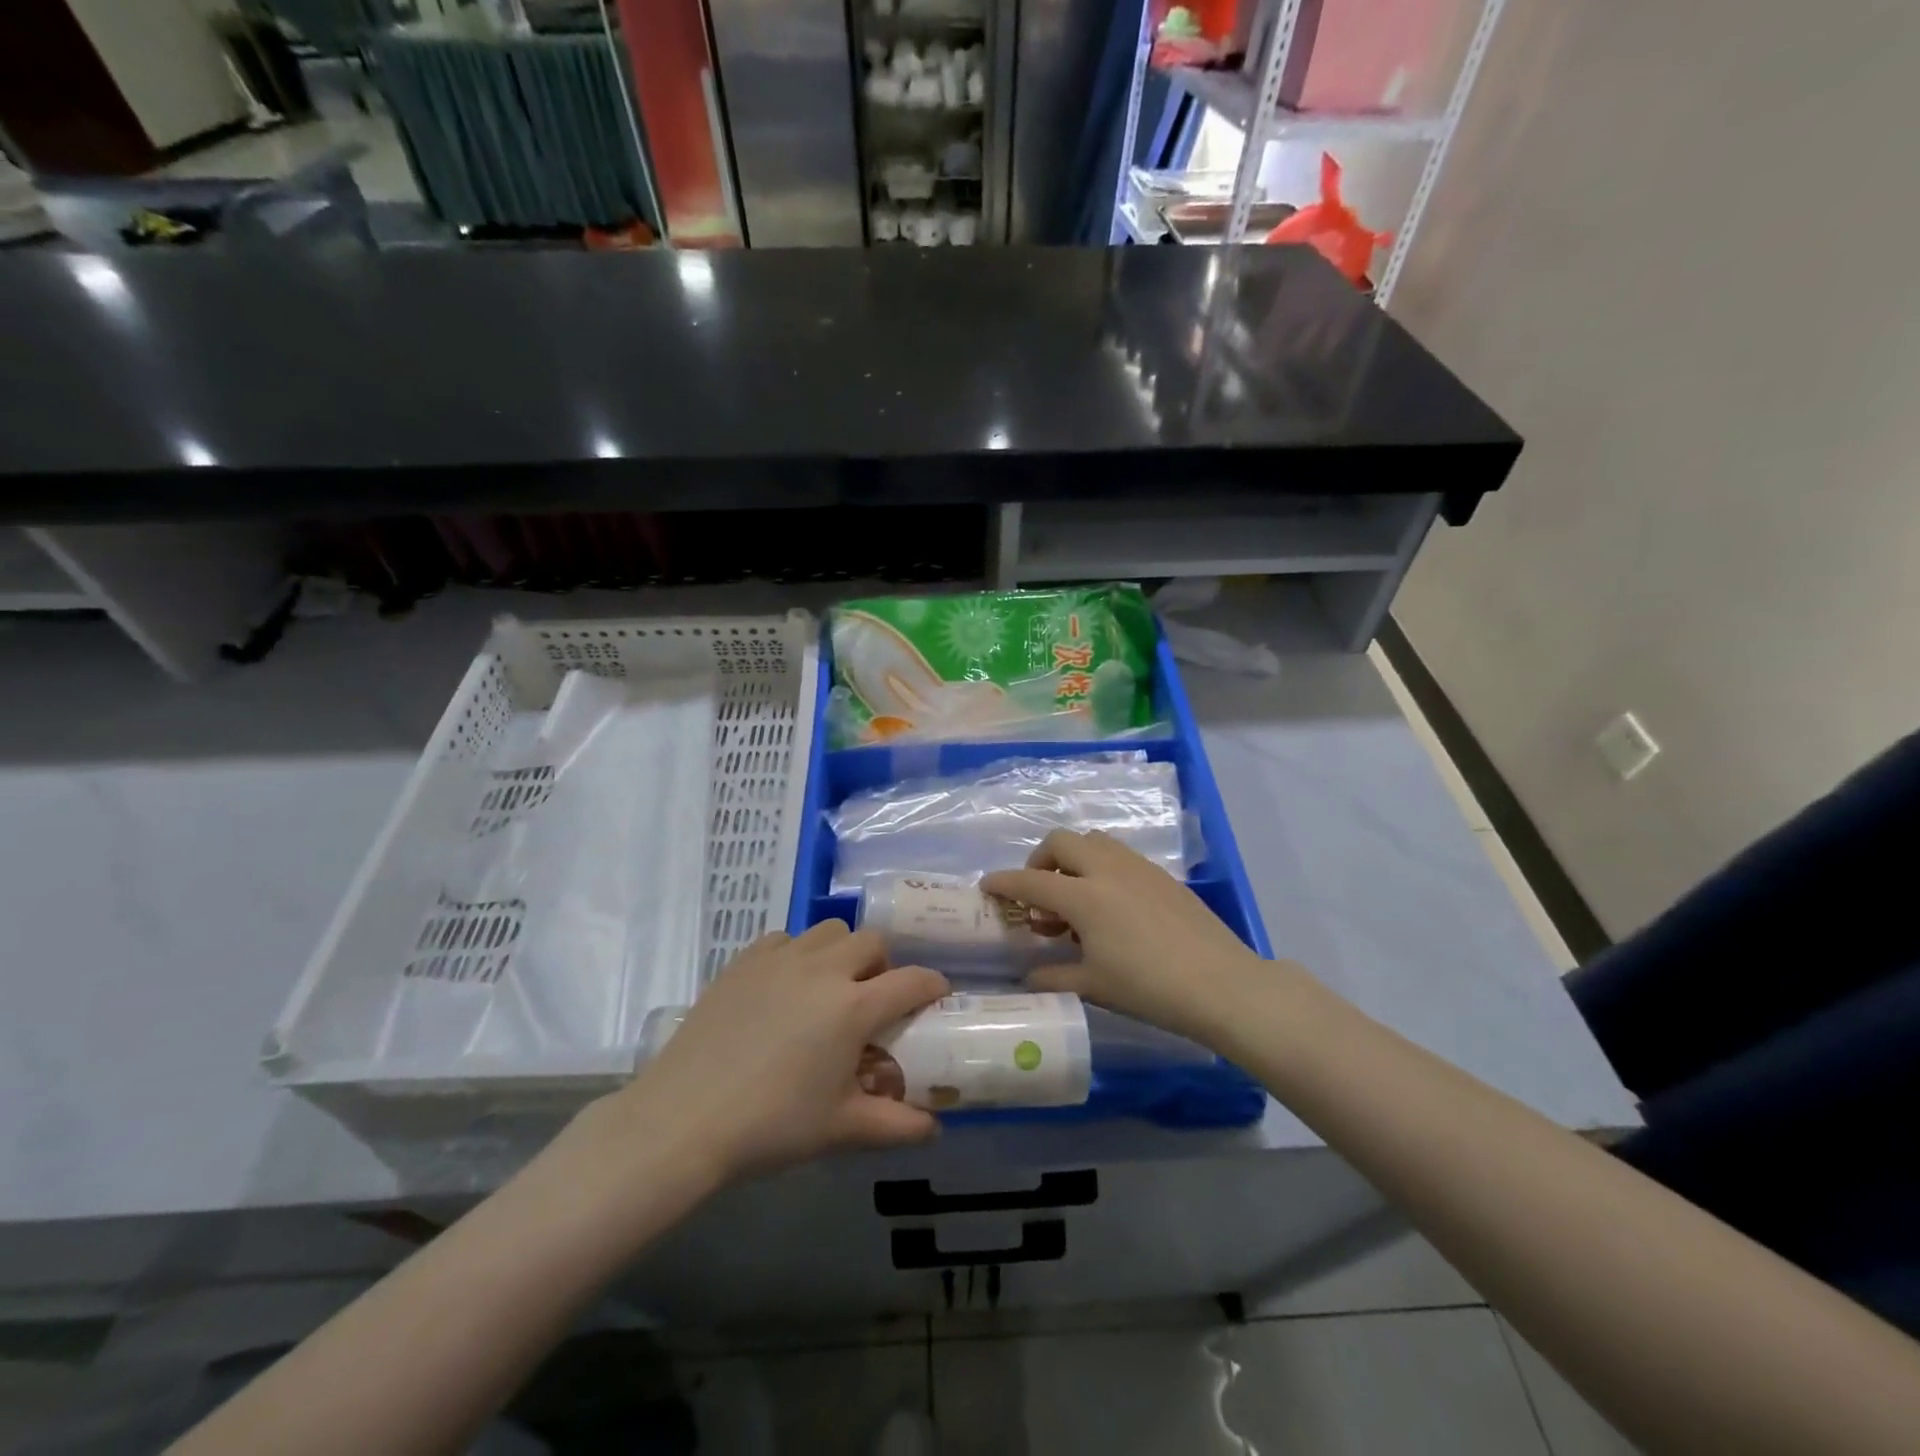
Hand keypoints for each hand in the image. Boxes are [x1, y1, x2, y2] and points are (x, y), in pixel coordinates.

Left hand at [599, 922, 948, 1184]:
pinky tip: (786, 985)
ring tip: (831, 987)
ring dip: (842, 951)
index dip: (932, 985)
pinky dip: (798, 953)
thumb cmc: (772, 1125)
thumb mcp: (841, 1128)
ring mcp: (781, 958)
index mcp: (853, 1006)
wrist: (684, 1118)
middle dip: (885, 963)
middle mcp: (823, 969)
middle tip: (875, 997)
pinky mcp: (745, 961)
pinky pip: (785, 939)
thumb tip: (934, 1129)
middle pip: (872, 941)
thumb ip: (895, 1125)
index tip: (937, 995)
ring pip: (829, 931)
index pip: (911, 981)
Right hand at [983, 829, 1264, 1043]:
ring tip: (1074, 898)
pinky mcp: (1161, 874)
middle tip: (1038, 894)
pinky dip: (1099, 866)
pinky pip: (1118, 855)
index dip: (1004, 882)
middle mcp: (1106, 869)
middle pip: (1061, 842)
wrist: (1220, 983)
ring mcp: (1137, 867)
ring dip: (1072, 859)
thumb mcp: (1093, 985)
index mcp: (1083, 896)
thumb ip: (1053, 975)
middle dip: (1039, 861)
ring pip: (1092, 841)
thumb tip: (1028, 974)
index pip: (1030, 881)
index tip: (987, 886)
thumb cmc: (1149, 987)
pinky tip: (1109, 905)